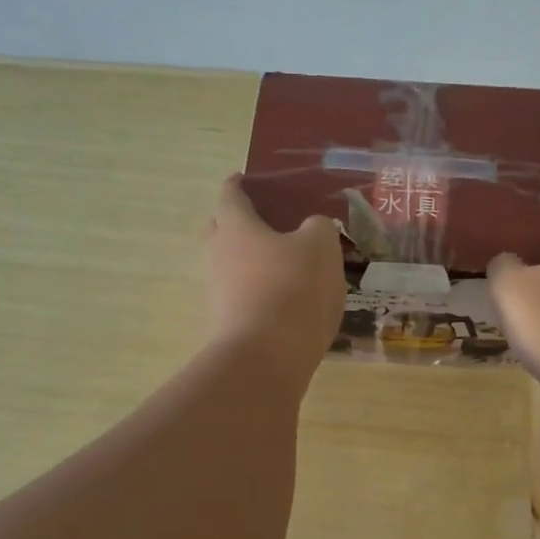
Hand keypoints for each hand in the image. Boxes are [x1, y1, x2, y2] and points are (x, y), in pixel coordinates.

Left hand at [206, 175, 345, 382]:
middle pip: (221, 230)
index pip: (230, 194)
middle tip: (269, 222)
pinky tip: (288, 301)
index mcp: (236, 227)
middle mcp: (218, 255)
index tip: (248, 179)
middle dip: (239, 222)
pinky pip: (242, 296)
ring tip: (287, 265)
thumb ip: (319, 227)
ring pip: (231, 265)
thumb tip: (313, 226)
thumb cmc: (292, 289)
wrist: (265, 360)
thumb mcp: (321, 247)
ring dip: (252, 261)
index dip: (240, 183)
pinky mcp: (227, 324)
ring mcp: (218, 292)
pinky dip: (260, 292)